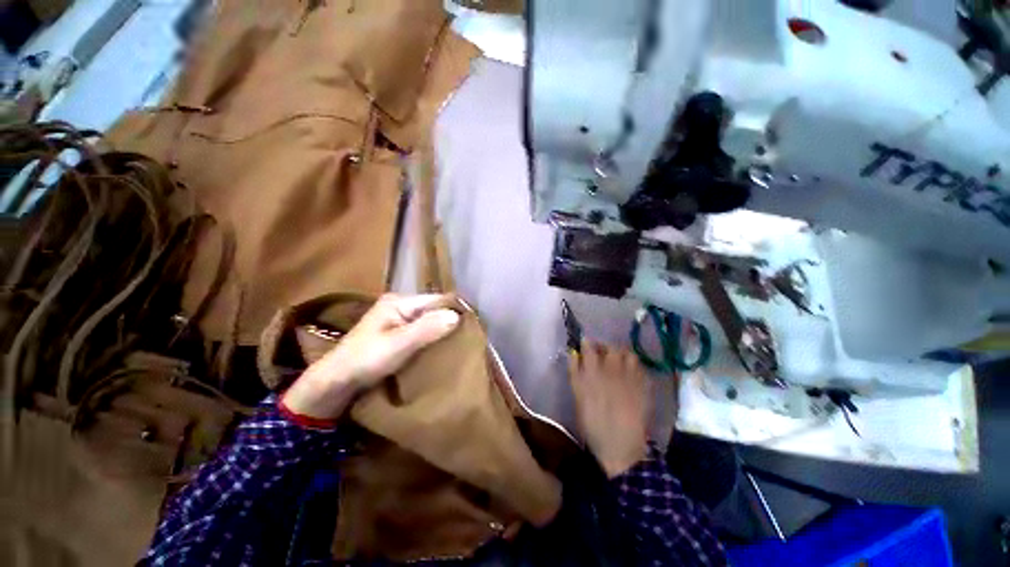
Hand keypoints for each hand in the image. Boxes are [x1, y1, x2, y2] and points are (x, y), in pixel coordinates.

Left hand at [281, 294, 460, 420]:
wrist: (335, 382)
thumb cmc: (365, 360)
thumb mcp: (398, 345)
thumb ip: (426, 329)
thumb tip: (457, 316)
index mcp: (399, 301)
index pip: (437, 299)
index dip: (455, 309)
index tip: (474, 324)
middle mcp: (400, 305)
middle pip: (434, 308)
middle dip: (450, 320)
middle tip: (470, 335)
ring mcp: (398, 319)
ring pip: (429, 319)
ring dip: (442, 329)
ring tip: (461, 341)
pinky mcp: (397, 332)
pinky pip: (423, 330)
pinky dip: (433, 336)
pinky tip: (442, 346)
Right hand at [568, 341, 650, 477]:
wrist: (621, 447)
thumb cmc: (593, 425)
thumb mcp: (578, 399)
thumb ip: (575, 374)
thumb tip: (574, 354)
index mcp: (591, 374)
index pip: (589, 348)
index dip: (587, 343)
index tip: (586, 344)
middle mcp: (610, 371)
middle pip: (610, 347)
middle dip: (605, 347)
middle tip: (603, 353)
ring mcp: (628, 377)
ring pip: (627, 353)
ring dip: (622, 354)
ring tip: (619, 361)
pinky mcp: (642, 386)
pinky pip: (640, 366)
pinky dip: (634, 365)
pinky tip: (631, 372)